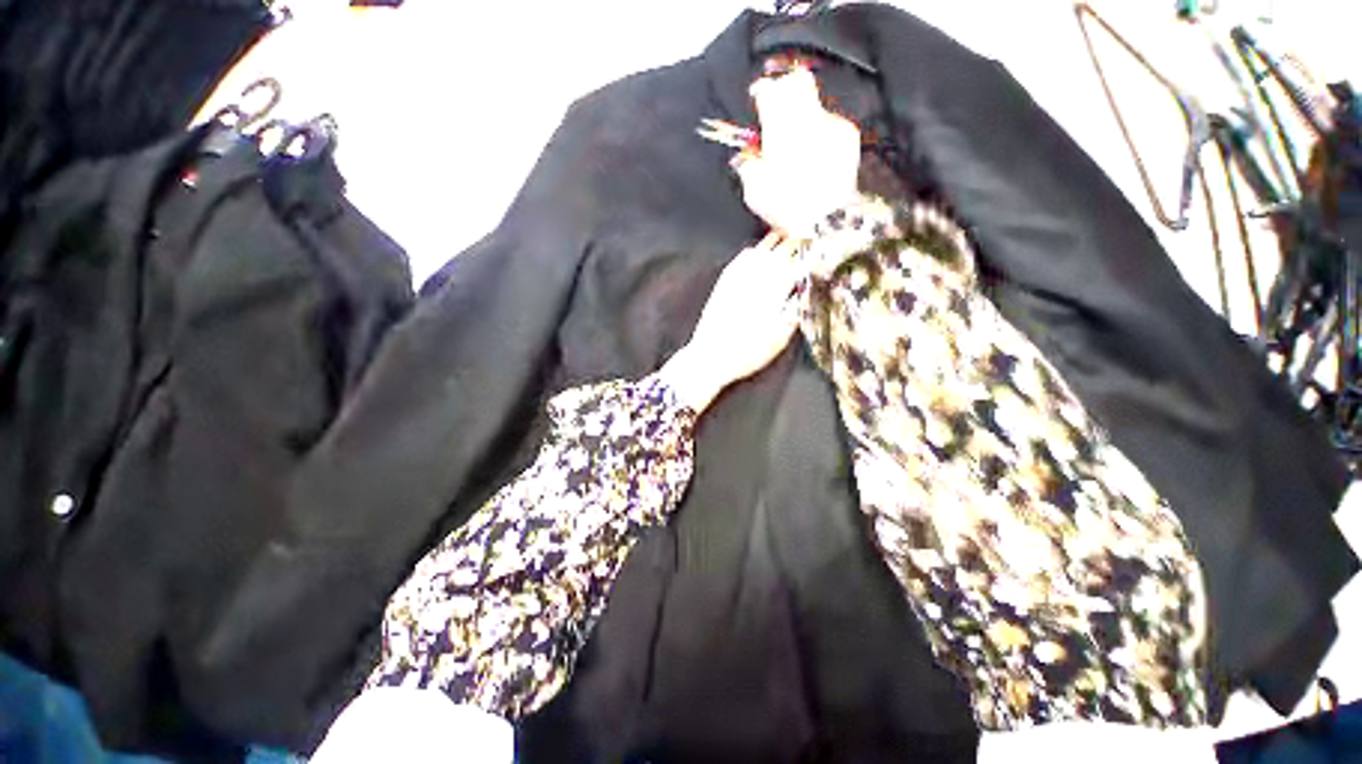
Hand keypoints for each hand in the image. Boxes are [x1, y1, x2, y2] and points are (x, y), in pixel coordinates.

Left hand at [660, 232, 805, 411]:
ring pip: (763, 248)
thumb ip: (796, 310)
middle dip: (798, 244)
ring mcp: (739, 275)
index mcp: (776, 288)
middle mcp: (758, 275)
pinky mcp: (725, 280)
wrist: (711, 356)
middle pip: (783, 249)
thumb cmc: (749, 352)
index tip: (824, 249)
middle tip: (810, 240)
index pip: (800, 262)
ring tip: (789, 238)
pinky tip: (759, 252)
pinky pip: (742, 256)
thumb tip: (807, 290)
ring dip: (778, 242)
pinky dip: (755, 250)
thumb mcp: (781, 337)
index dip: (814, 253)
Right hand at [734, 67, 862, 237]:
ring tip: (797, 145)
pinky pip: (829, 123)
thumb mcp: (756, 194)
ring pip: (813, 105)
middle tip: (777, 109)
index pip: (771, 91)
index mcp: (782, 131)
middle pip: (797, 83)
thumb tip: (745, 157)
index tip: (758, 96)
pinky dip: (820, 133)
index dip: (762, 91)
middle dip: (784, 91)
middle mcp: (810, 119)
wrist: (829, 220)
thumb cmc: (790, 209)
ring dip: (803, 118)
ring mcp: (832, 125)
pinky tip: (815, 155)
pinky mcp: (848, 136)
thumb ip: (748, 167)